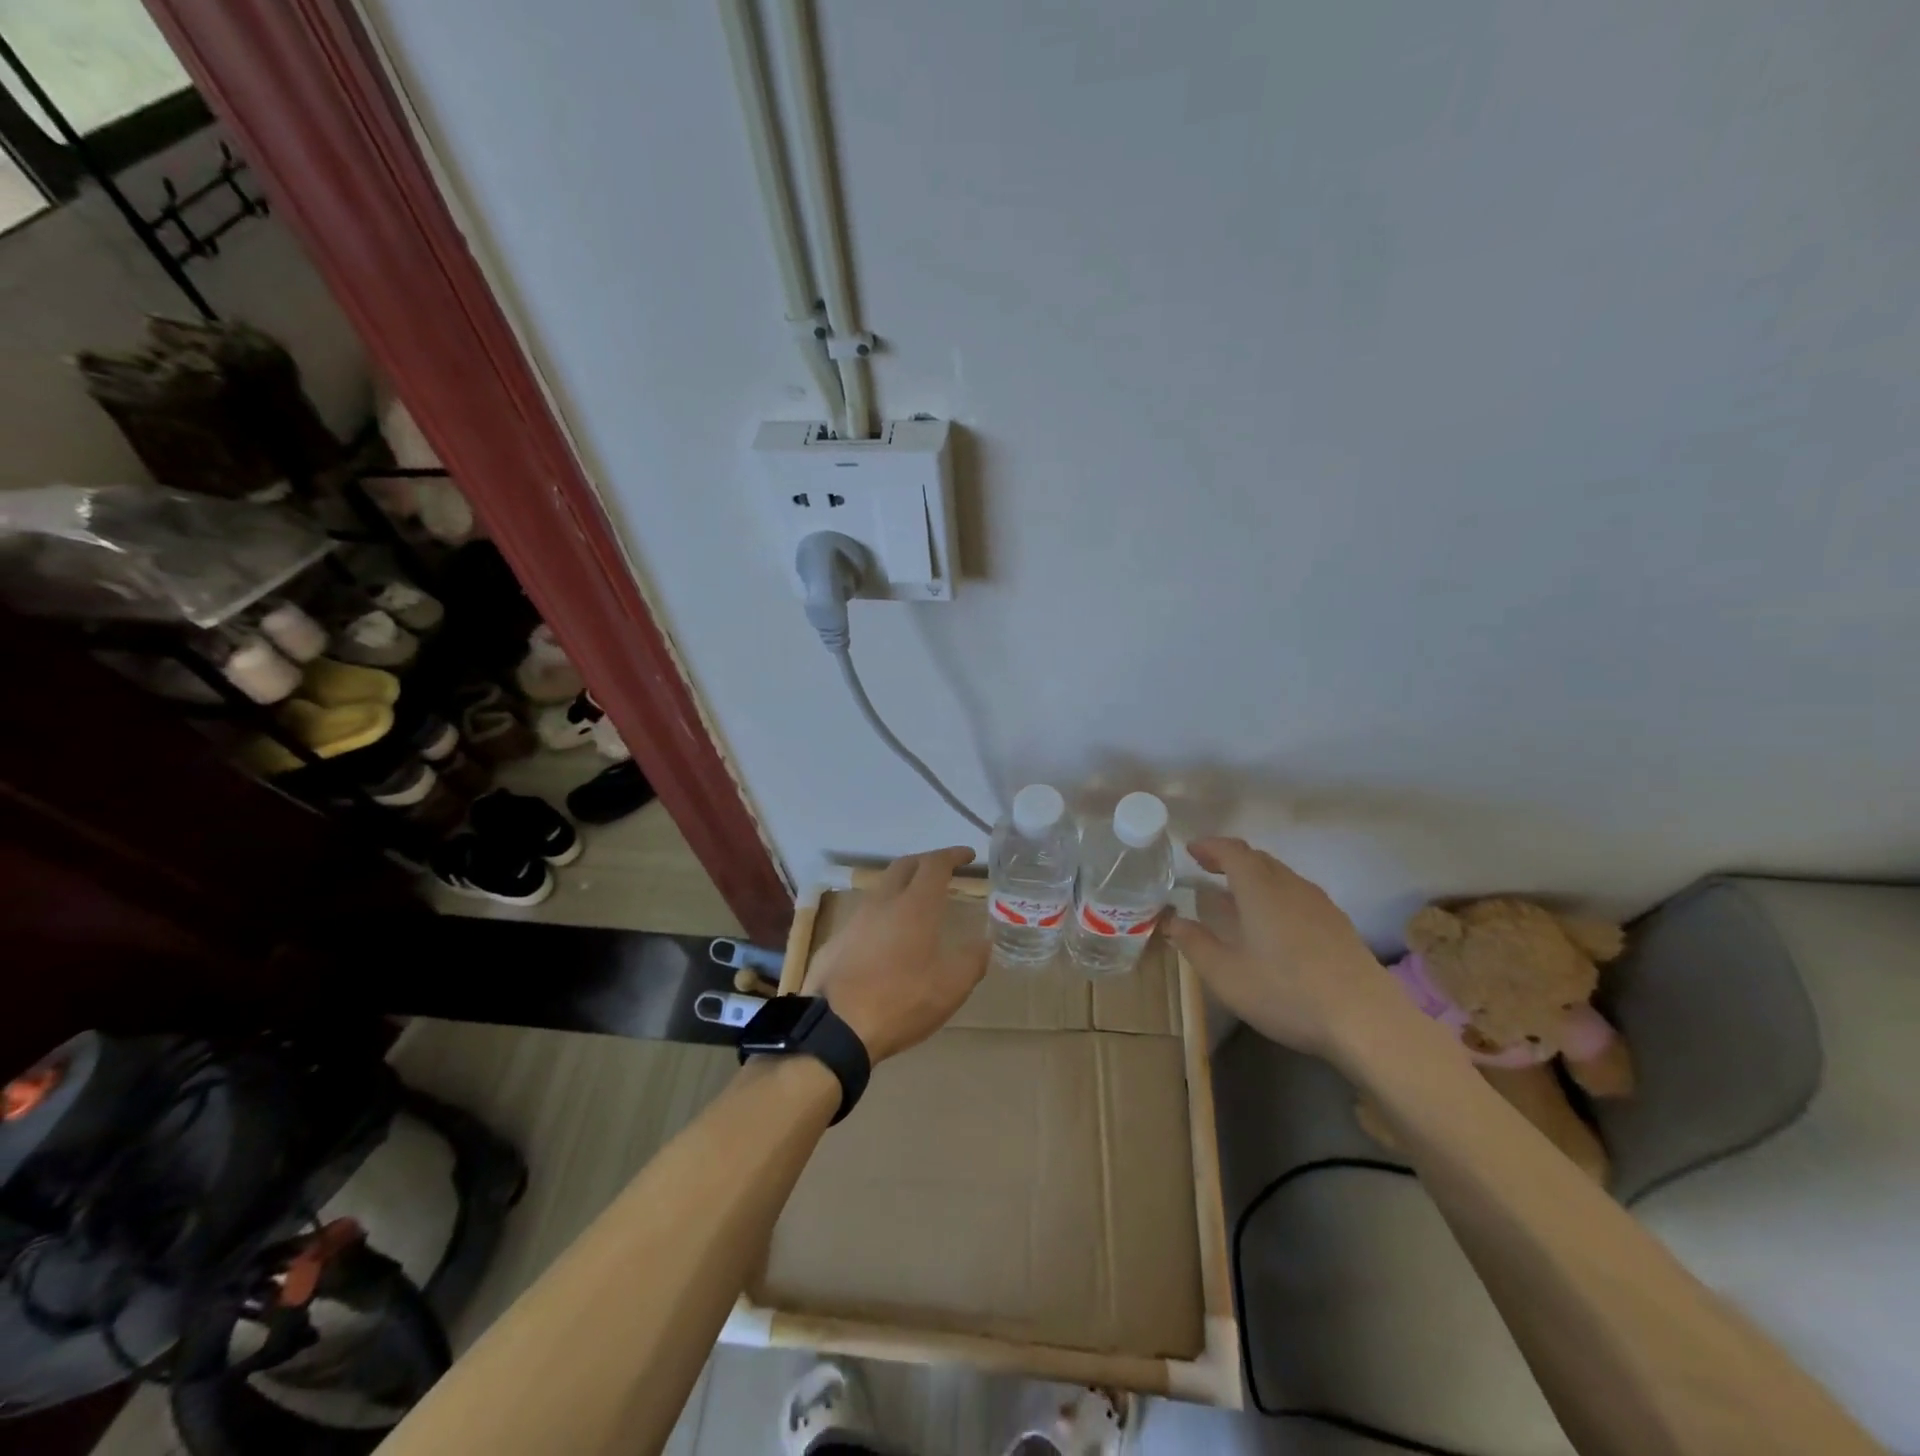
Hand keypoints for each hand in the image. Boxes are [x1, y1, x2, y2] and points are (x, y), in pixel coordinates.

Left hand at [803, 847, 988, 1063]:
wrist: (835, 1027)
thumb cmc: (901, 1001)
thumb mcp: (951, 986)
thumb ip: (973, 959)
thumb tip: (984, 941)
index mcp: (914, 905)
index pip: (935, 864)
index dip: (953, 855)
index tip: (968, 855)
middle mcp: (882, 902)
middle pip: (904, 866)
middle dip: (926, 862)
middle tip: (943, 871)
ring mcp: (854, 920)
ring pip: (881, 889)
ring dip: (902, 887)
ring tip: (917, 904)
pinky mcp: (836, 941)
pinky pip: (865, 915)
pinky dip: (883, 914)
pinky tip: (887, 938)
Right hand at [1166, 838, 1402, 1059]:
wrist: (1366, 1021)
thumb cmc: (1286, 992)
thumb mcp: (1226, 975)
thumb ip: (1194, 943)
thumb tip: (1172, 921)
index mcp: (1260, 889)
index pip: (1232, 851)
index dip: (1209, 847)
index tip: (1191, 850)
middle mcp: (1291, 886)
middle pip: (1258, 858)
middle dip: (1230, 859)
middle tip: (1208, 869)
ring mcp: (1320, 904)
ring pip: (1281, 876)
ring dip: (1255, 876)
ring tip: (1236, 896)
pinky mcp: (1338, 925)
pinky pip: (1298, 894)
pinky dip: (1276, 894)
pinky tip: (1273, 923)